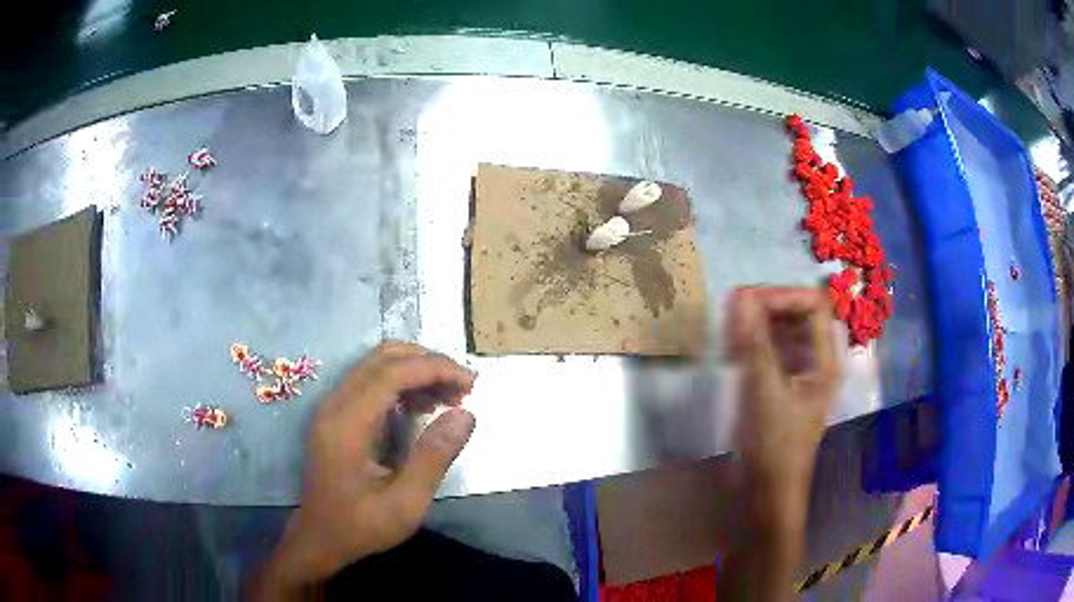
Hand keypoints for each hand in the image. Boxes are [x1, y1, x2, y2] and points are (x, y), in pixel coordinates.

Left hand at [259, 342, 475, 594]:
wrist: (319, 538)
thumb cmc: (361, 526)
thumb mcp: (405, 503)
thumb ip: (434, 457)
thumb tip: (466, 414)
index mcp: (346, 425)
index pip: (391, 373)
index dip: (434, 368)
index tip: (470, 382)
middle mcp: (334, 405)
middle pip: (381, 358)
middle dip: (427, 362)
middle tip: (462, 387)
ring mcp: (331, 407)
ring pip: (375, 365)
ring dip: (415, 371)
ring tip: (449, 398)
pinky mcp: (335, 415)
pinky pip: (370, 382)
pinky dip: (401, 383)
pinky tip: (423, 407)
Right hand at [719, 287, 839, 601]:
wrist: (767, 492)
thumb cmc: (775, 447)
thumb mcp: (765, 393)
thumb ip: (755, 344)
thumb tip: (740, 296)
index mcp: (824, 360)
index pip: (813, 304)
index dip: (783, 296)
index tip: (748, 301)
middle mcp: (815, 359)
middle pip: (798, 313)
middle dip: (768, 306)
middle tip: (734, 311)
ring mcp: (798, 371)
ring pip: (782, 330)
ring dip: (758, 323)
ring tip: (731, 329)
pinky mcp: (780, 383)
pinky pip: (769, 349)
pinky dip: (752, 342)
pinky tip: (733, 348)